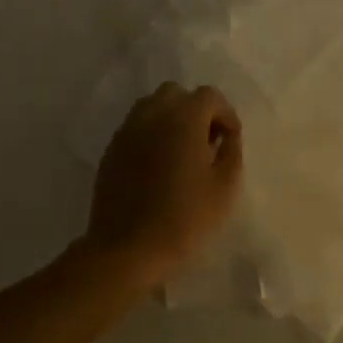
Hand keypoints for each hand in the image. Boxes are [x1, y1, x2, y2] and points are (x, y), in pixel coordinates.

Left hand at [87, 82, 244, 290]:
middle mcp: (152, 114)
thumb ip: (231, 152)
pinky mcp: (111, 149)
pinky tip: (158, 167)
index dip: (225, 114)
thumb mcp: (225, 188)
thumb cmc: (184, 218)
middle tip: (206, 142)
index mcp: (183, 118)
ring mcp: (127, 130)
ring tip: (181, 153)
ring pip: (153, 107)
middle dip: (196, 111)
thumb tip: (227, 136)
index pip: (210, 95)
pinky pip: (136, 128)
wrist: (127, 248)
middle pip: (177, 94)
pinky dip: (151, 135)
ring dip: (171, 120)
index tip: (230, 141)